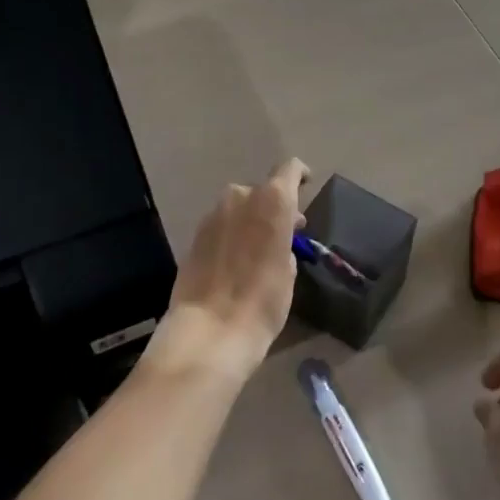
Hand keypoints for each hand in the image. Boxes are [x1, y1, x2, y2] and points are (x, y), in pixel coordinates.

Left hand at [144, 158, 309, 383]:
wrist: (211, 330)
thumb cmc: (264, 300)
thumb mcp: (288, 270)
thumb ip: (285, 242)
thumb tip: (277, 239)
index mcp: (272, 200)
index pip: (289, 169)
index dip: (299, 175)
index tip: (305, 186)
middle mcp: (240, 197)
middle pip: (261, 192)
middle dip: (272, 207)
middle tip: (284, 232)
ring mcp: (213, 215)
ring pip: (238, 208)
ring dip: (249, 221)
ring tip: (257, 249)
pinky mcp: (194, 235)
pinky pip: (220, 226)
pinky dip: (230, 235)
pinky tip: (234, 261)